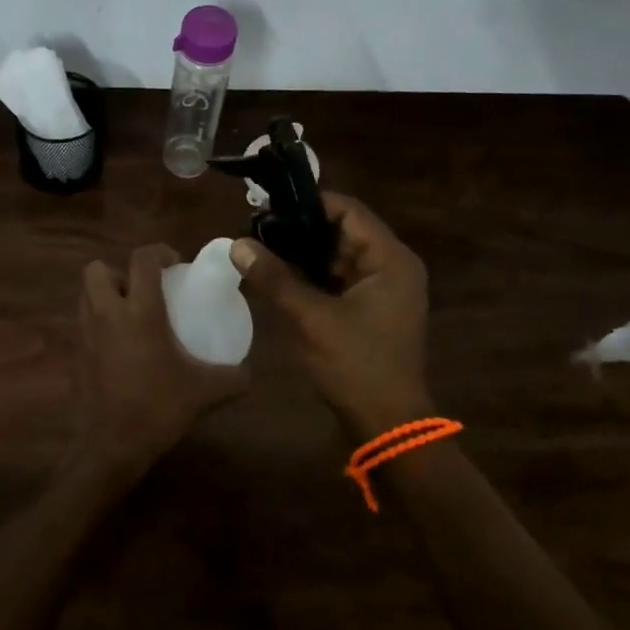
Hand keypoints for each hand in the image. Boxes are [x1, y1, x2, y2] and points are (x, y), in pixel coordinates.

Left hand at [73, 243, 250, 473]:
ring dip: (106, 294)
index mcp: (140, 311)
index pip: (142, 259)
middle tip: (144, 290)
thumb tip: (249, 372)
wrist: (113, 445)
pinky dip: (99, 323)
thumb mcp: (206, 392)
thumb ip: (233, 377)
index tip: (175, 263)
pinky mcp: (76, 354)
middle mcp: (108, 314)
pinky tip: (121, 345)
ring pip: (86, 294)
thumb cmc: (159, 408)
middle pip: (98, 269)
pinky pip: (84, 323)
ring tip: (131, 313)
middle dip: (119, 272)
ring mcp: (86, 334)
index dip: (158, 251)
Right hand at [231, 192, 430, 440]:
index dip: (310, 204)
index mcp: (391, 260)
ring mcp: (383, 289)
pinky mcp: (371, 309)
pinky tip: (279, 277)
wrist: (388, 425)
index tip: (270, 207)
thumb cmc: (357, 366)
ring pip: (339, 256)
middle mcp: (393, 266)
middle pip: (344, 231)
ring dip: (304, 254)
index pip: (349, 211)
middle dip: (302, 230)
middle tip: (258, 229)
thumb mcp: (312, 318)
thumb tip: (237, 244)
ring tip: (262, 249)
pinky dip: (313, 276)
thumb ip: (275, 278)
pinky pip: (339, 279)